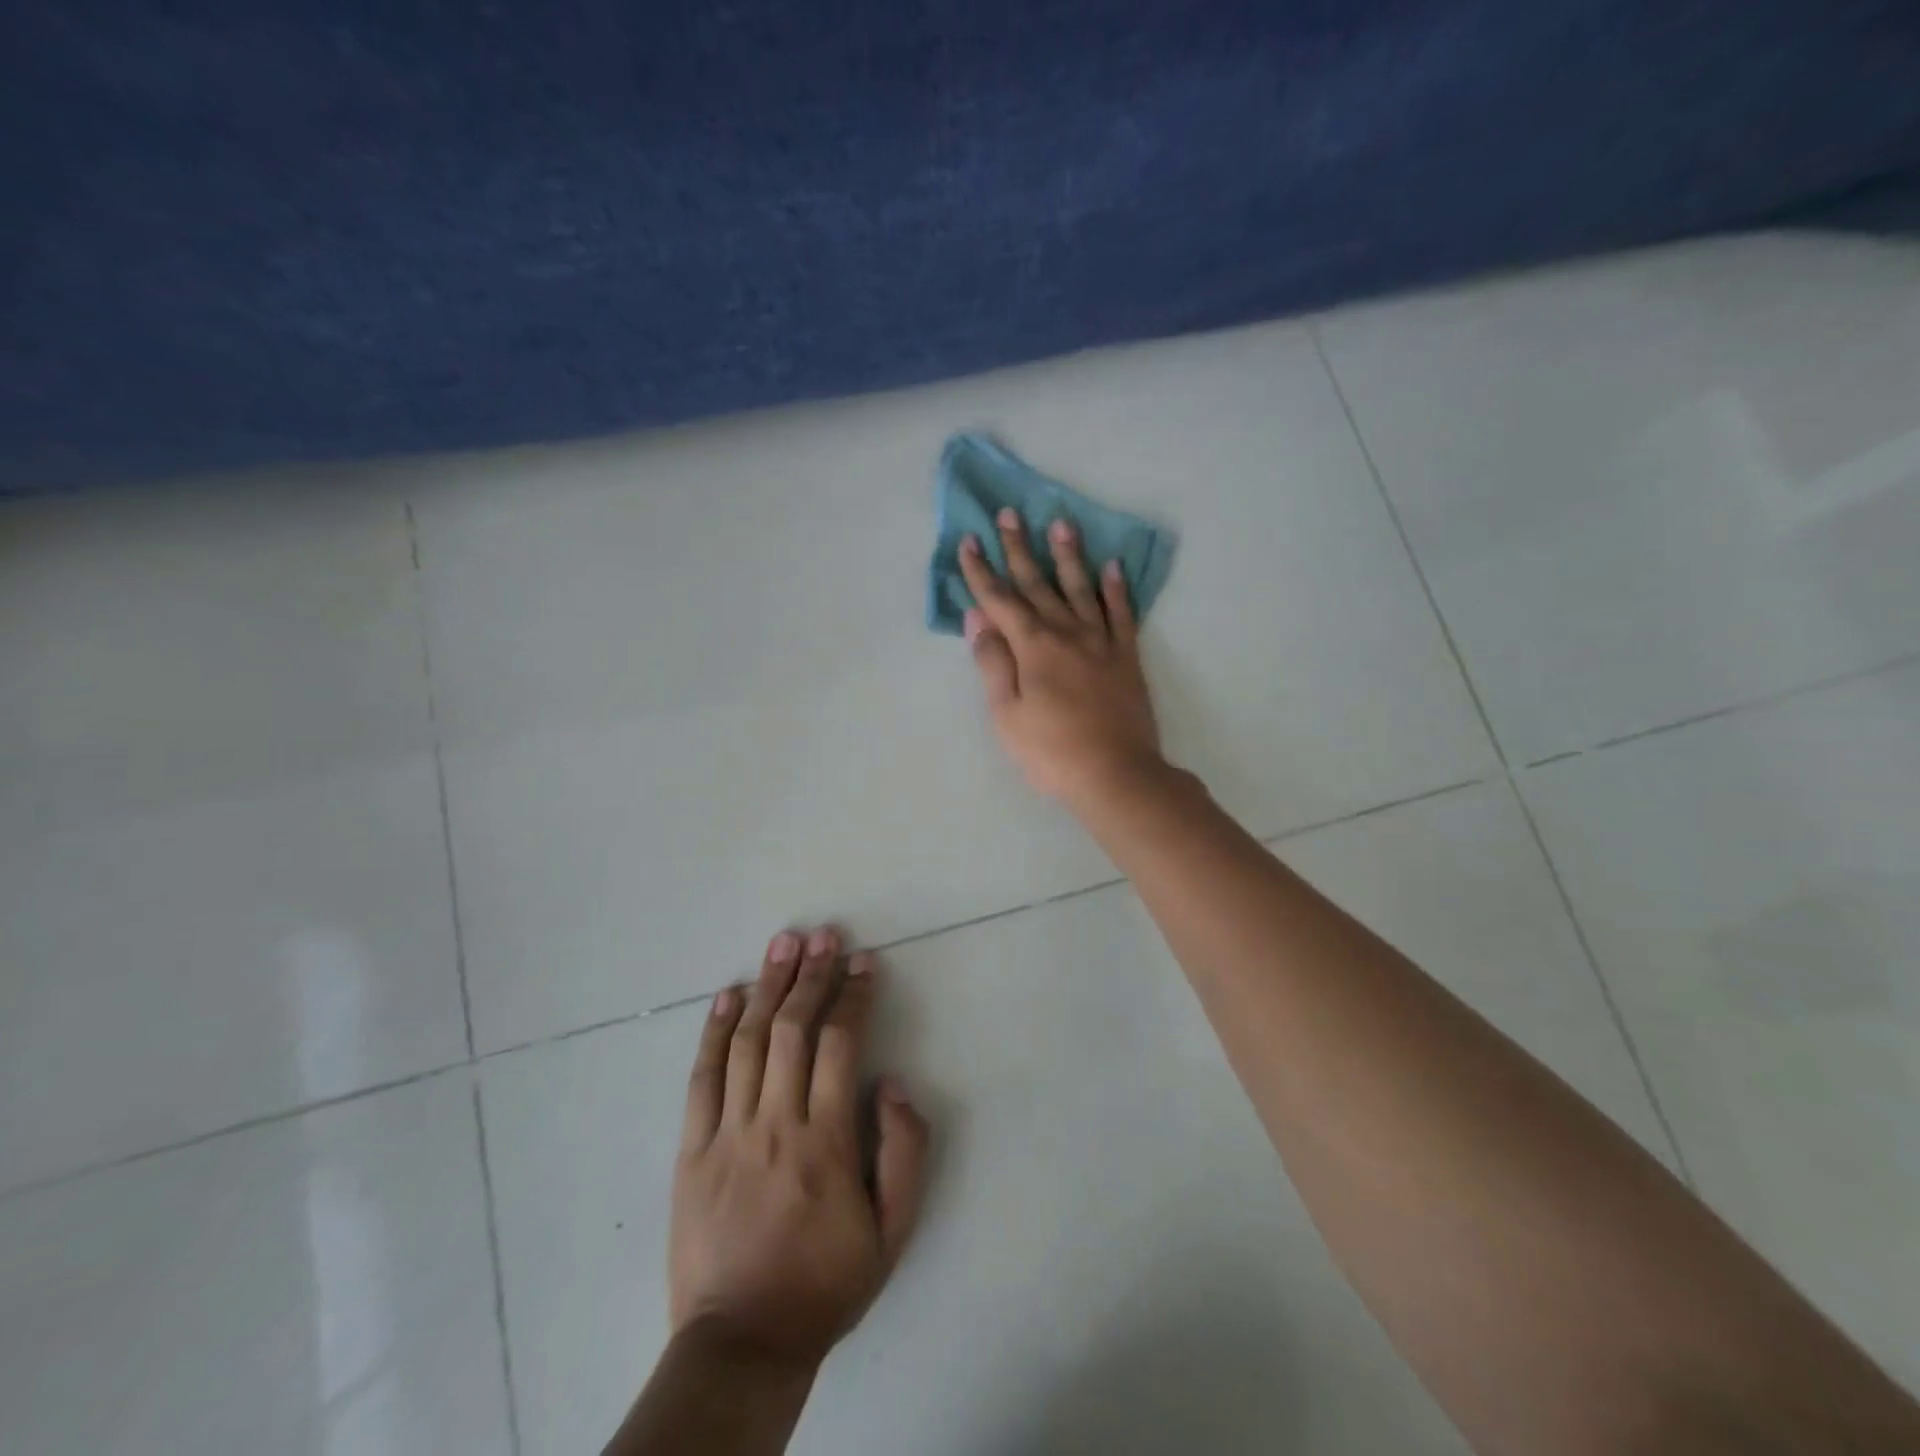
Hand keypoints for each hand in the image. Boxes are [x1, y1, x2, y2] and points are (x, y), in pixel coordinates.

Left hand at [670, 927, 928, 1372]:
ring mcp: (727, 1134)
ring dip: (767, 986)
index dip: (853, 996)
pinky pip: (702, 1078)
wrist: (742, 1344)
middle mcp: (776, 1123)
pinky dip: (714, 1031)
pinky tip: (727, 994)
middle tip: (824, 935)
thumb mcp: (893, 1232)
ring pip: (748, 1042)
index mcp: (826, 1141)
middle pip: (792, 1029)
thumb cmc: (825, 1283)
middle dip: (811, 975)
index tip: (864, 962)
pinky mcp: (691, 1149)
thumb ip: (904, 1152)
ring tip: (783, 943)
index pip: (840, 1045)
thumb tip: (891, 1083)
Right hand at [958, 508, 1163, 806]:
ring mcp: (1101, 642)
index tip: (969, 541)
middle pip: (1038, 584)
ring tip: (1062, 524)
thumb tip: (977, 618)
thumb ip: (992, 663)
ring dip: (1069, 556)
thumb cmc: (1050, 751)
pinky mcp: (1127, 657)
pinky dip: (1117, 589)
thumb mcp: (1006, 714)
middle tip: (1009, 514)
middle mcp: (1067, 633)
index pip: (1000, 600)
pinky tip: (1113, 567)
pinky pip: (1122, 614)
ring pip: (1082, 588)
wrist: (1116, 775)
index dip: (981, 572)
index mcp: (1032, 647)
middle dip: (1019, 549)